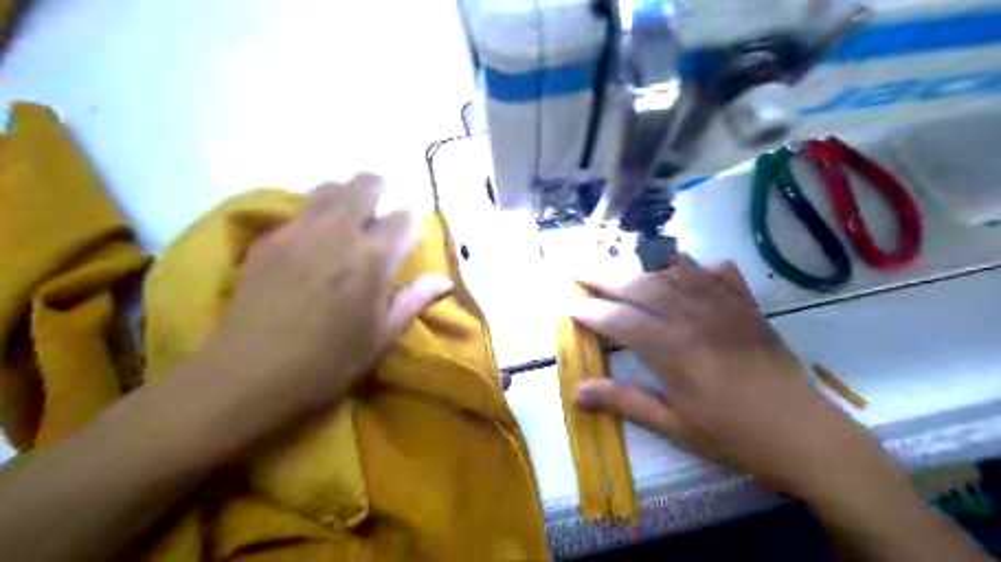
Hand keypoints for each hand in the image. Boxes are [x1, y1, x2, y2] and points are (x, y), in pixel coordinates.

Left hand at [190, 174, 454, 422]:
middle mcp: (339, 232)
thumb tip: (444, 280)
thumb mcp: (381, 336)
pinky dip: (316, 218)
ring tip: (348, 224)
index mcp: (373, 258)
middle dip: (382, 191)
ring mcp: (299, 230)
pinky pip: (300, 212)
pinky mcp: (269, 238)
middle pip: (366, 185)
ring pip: (330, 188)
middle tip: (382, 216)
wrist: (249, 375)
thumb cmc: (328, 362)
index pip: (405, 219)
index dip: (413, 227)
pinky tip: (312, 247)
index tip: (409, 242)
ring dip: (347, 197)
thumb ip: (414, 300)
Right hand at [570, 257, 890, 502]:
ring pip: (675, 271)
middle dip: (605, 277)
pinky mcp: (747, 305)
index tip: (571, 306)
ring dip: (642, 264)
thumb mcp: (674, 425)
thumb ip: (624, 401)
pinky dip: (693, 264)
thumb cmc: (733, 435)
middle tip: (579, 271)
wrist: (803, 433)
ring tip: (619, 263)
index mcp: (675, 351)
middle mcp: (695, 319)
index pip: (622, 321)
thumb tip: (576, 394)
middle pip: (642, 287)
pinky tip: (681, 265)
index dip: (592, 312)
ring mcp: (724, 307)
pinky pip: (716, 272)